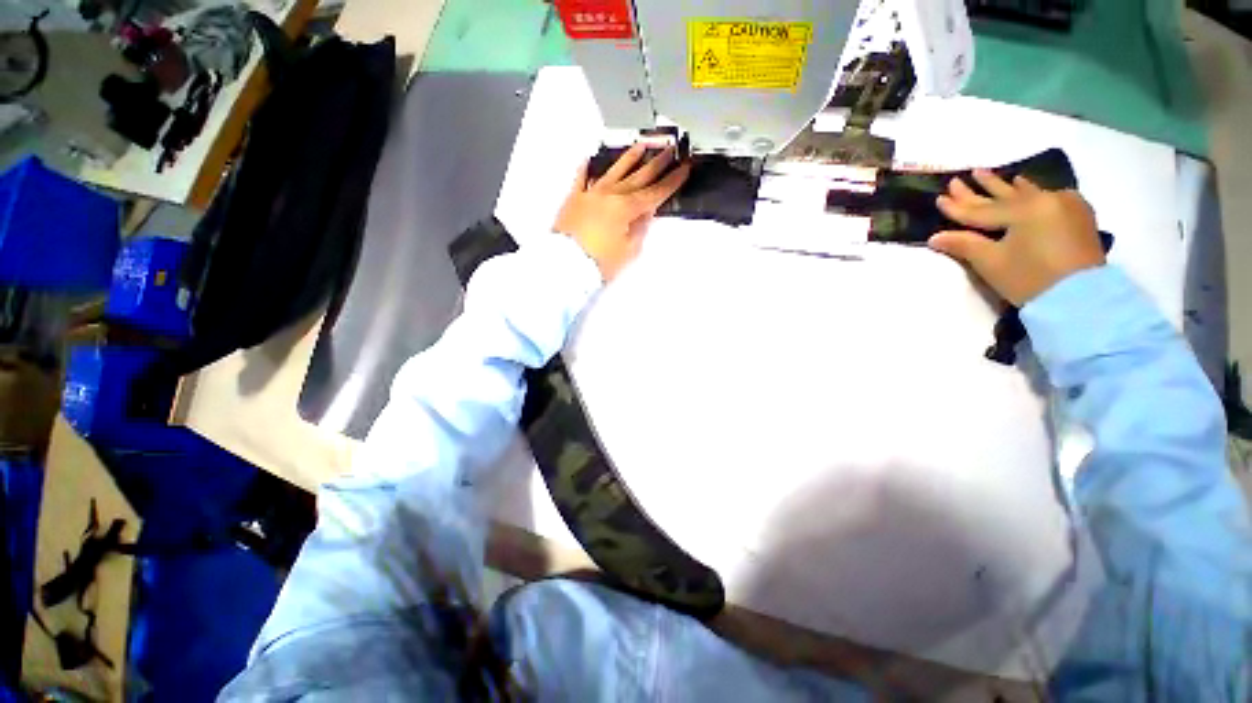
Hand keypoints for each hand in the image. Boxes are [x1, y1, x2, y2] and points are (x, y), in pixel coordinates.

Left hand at [554, 144, 691, 280]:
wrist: (566, 264)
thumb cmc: (600, 262)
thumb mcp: (629, 250)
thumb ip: (640, 228)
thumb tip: (647, 212)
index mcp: (626, 208)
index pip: (655, 193)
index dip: (671, 181)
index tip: (684, 168)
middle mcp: (610, 194)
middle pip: (638, 176)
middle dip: (656, 163)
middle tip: (669, 150)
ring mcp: (591, 193)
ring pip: (614, 171)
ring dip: (629, 158)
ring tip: (641, 146)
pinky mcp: (574, 198)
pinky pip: (582, 178)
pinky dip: (587, 168)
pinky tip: (590, 158)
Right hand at [928, 169, 1103, 305]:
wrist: (1082, 299)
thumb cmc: (1030, 280)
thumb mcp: (992, 263)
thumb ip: (964, 245)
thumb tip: (935, 237)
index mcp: (1024, 210)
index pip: (981, 210)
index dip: (957, 206)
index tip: (939, 198)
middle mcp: (1045, 199)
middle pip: (1004, 195)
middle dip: (981, 188)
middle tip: (963, 176)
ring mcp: (1065, 204)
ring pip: (1027, 192)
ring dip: (1006, 186)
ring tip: (989, 174)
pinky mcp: (1078, 214)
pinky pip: (1048, 196)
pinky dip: (1032, 191)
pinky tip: (1025, 185)